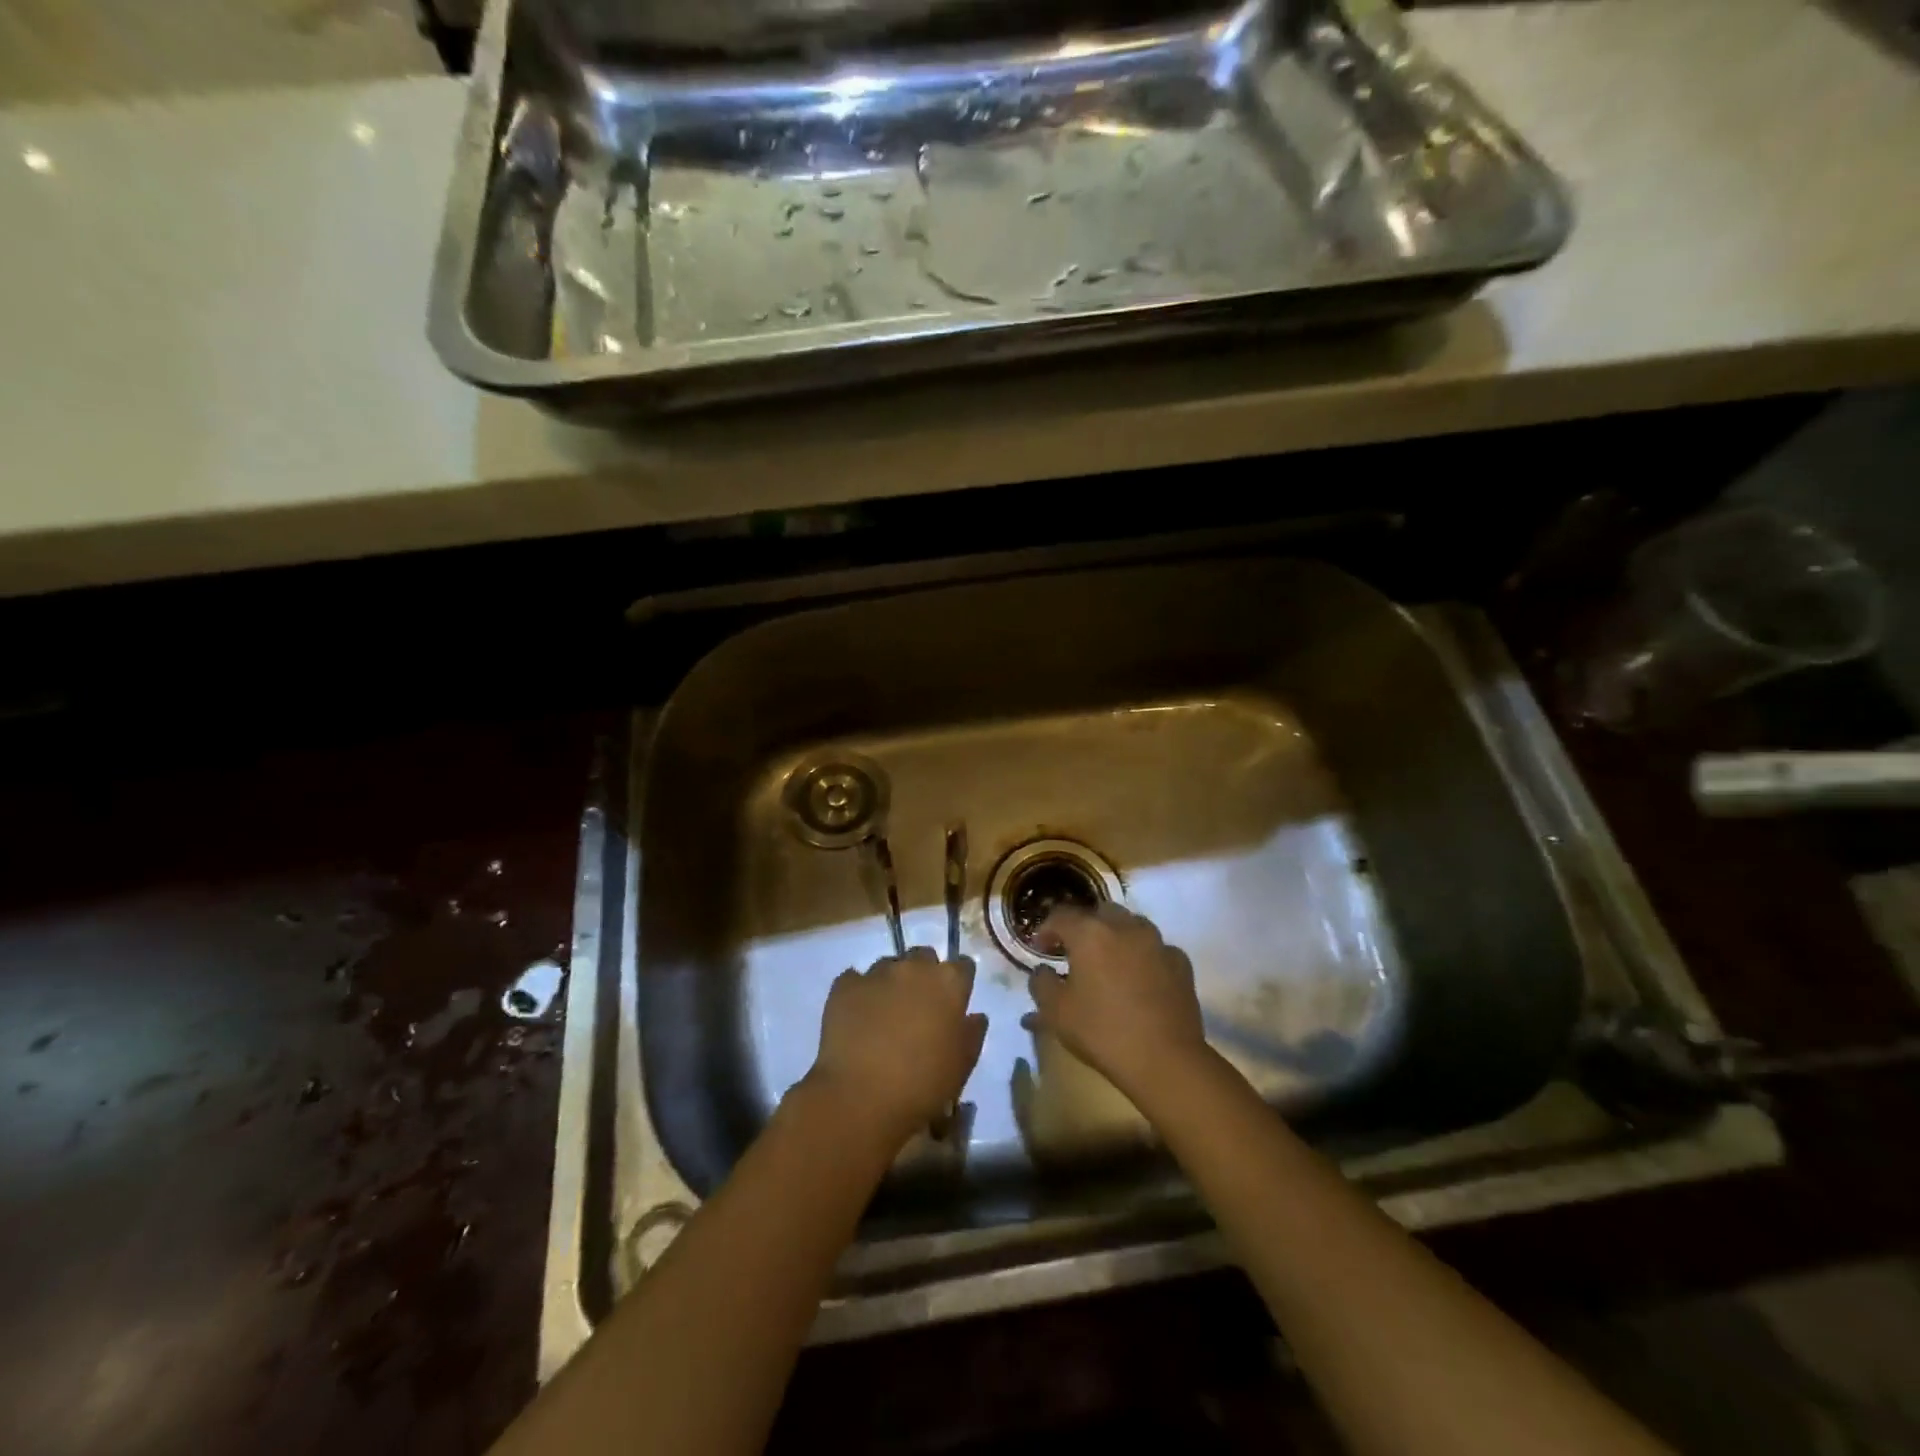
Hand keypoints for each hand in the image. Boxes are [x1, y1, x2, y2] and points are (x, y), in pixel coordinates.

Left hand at [810, 947, 987, 1143]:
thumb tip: (975, 1015)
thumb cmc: (923, 1084)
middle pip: (924, 957)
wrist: (861, 1097)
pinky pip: (856, 980)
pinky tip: (858, 1016)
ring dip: (892, 982)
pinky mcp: (845, 985)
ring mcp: (877, 973)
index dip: (959, 982)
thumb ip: (972, 1033)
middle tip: (919, 1005)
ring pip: (889, 966)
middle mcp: (914, 967)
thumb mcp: (962, 1065)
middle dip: (924, 974)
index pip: (963, 966)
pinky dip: (859, 992)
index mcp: (949, 983)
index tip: (954, 1000)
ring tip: (885, 1013)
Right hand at [1029, 904, 1207, 1100]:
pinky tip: (1140, 979)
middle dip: (1084, 927)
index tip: (1041, 949)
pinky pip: (1155, 948)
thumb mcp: (1056, 1012)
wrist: (1165, 1060)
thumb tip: (1043, 971)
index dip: (1046, 929)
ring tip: (1109, 963)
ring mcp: (1157, 942)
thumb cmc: (1102, 1032)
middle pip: (1099, 913)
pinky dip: (1143, 956)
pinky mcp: (1180, 962)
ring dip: (1115, 936)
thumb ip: (1041, 984)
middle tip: (1076, 953)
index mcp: (1090, 934)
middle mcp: (1124, 927)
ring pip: (1131, 925)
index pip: (1060, 915)